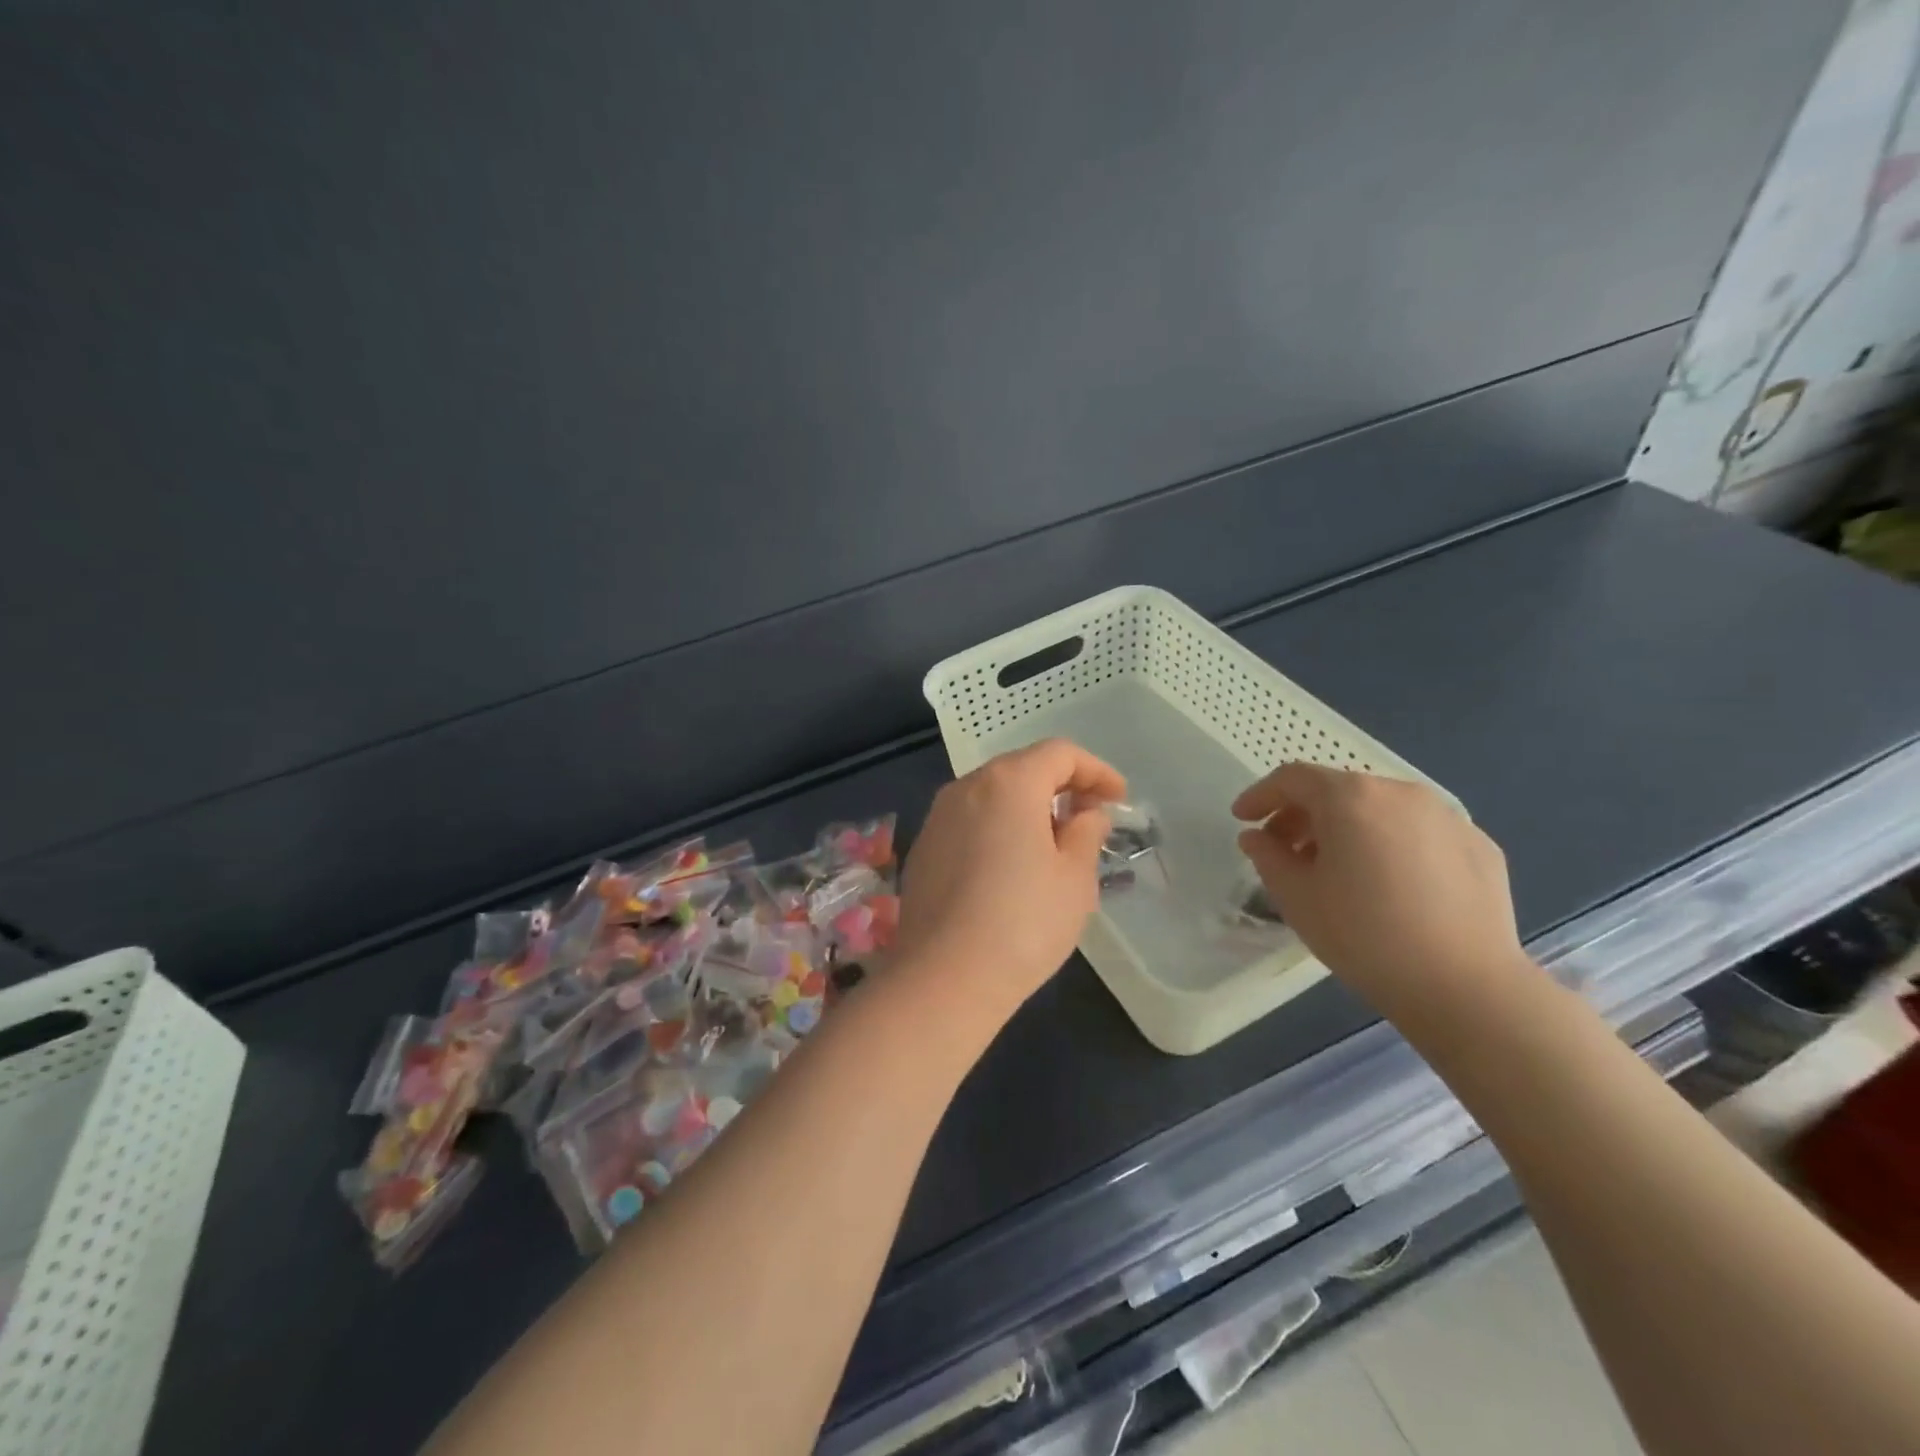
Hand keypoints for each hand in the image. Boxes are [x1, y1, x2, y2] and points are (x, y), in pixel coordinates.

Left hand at [893, 739, 1124, 1023]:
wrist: (944, 978)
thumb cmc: (1023, 923)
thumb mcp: (1074, 878)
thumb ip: (1086, 832)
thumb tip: (1086, 813)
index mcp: (1008, 782)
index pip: (1059, 753)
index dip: (1096, 771)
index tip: (1119, 800)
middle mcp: (967, 787)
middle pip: (1022, 768)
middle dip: (1061, 786)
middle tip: (1089, 819)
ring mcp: (938, 817)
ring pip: (993, 794)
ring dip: (1028, 807)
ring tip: (1054, 844)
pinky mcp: (923, 848)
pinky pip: (970, 821)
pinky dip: (998, 827)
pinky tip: (1011, 866)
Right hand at [1232, 764, 1528, 1018]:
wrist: (1466, 987)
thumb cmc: (1364, 936)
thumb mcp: (1296, 896)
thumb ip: (1267, 856)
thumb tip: (1257, 838)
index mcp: (1351, 797)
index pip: (1293, 779)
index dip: (1261, 795)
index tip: (1242, 819)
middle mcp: (1401, 792)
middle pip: (1339, 790)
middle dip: (1303, 815)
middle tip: (1284, 850)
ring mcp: (1447, 817)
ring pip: (1381, 809)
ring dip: (1348, 828)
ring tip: (1336, 869)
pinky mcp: (1479, 846)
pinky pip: (1419, 833)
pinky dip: (1392, 845)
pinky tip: (1389, 886)